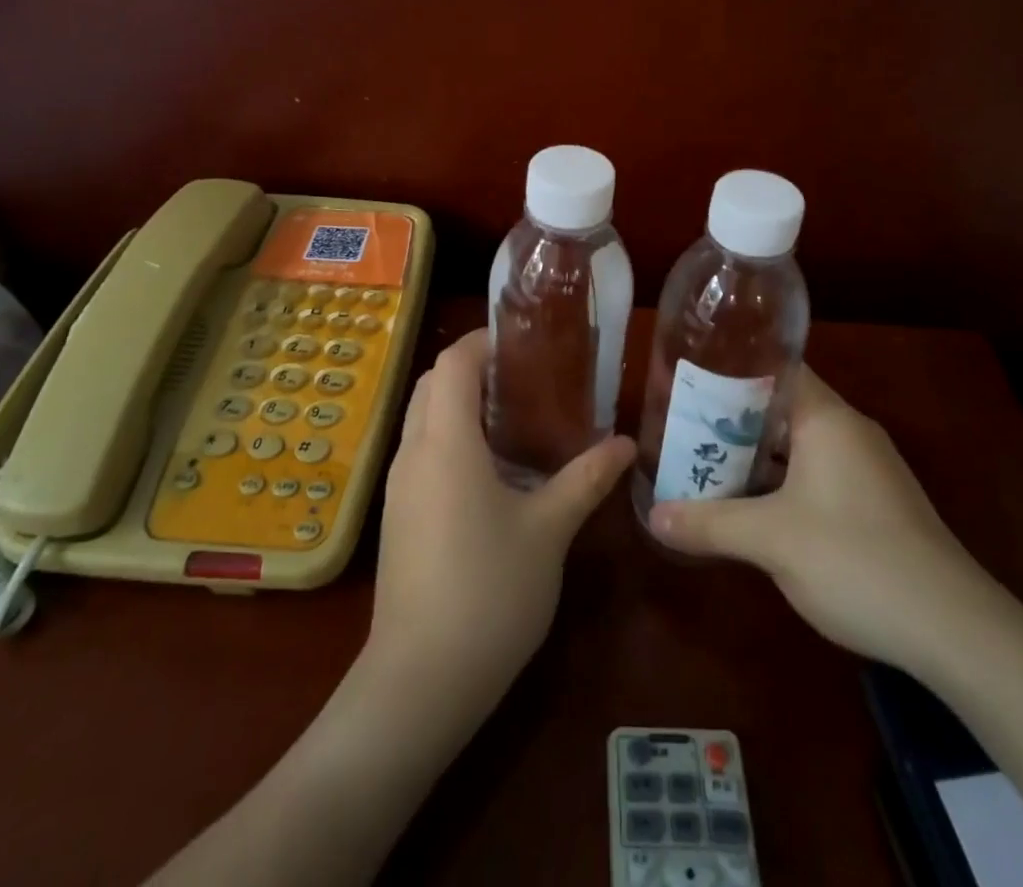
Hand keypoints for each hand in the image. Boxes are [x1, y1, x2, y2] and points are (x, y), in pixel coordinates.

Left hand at [369, 330, 635, 706]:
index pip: (452, 362)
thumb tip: (625, 444)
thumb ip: (586, 480)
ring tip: (516, 417)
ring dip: (460, 405)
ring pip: (423, 419)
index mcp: (446, 442)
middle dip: (473, 370)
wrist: (420, 682)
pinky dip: (451, 439)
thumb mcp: (549, 531)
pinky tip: (492, 471)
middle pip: (431, 384)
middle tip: (526, 378)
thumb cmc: (489, 592)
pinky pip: (421, 453)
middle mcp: (413, 453)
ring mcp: (398, 487)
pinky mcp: (397, 517)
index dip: (483, 341)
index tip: (524, 343)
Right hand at [648, 368, 1004, 671]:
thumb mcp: (771, 540)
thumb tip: (653, 516)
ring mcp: (865, 468)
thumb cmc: (856, 559)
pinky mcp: (873, 503)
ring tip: (703, 459)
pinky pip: (815, 473)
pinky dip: (780, 479)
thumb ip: (709, 523)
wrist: (954, 630)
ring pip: (797, 444)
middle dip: (732, 416)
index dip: (730, 367)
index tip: (689, 376)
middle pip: (780, 406)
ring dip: (755, 453)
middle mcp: (848, 431)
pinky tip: (750, 502)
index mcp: (827, 418)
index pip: (775, 367)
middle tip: (682, 423)